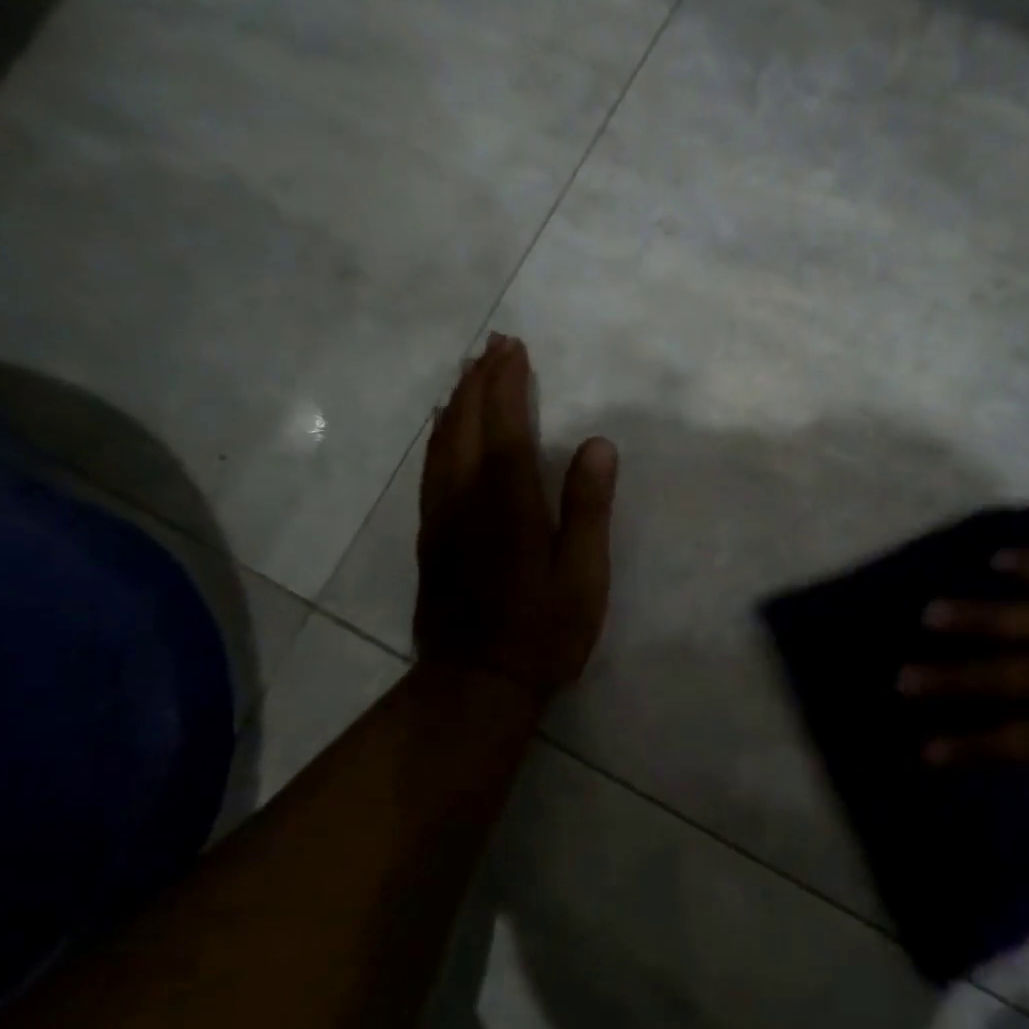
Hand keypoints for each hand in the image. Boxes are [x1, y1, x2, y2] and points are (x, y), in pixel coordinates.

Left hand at [414, 334, 617, 702]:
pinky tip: (445, 430)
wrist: (476, 682)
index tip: (515, 348)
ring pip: (442, 444)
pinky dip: (440, 436)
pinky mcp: (430, 538)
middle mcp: (466, 499)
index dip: (508, 384)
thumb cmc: (543, 632)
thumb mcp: (582, 576)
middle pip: (466, 425)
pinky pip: (431, 469)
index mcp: (508, 504)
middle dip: (480, 380)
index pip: (504, 427)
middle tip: (494, 345)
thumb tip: (598, 444)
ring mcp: (441, 518)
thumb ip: (588, 508)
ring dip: (457, 402)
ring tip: (469, 373)